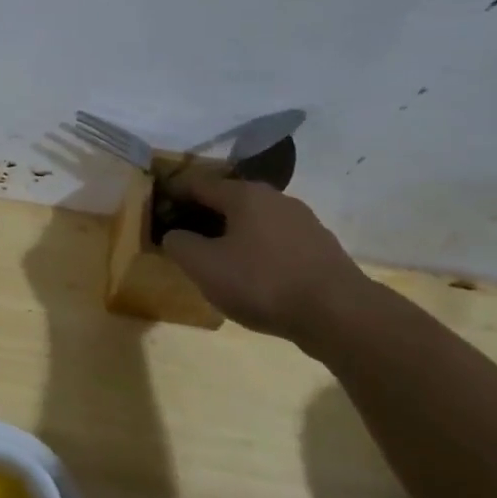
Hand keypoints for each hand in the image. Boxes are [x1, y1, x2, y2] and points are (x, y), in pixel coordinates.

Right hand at [159, 173, 371, 342]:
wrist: (339, 313)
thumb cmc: (262, 282)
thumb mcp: (204, 266)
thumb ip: (179, 245)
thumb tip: (174, 234)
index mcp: (244, 195)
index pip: (198, 183)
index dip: (173, 194)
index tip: (157, 209)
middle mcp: (275, 198)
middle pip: (228, 200)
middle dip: (203, 216)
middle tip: (183, 237)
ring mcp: (302, 221)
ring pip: (254, 221)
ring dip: (231, 234)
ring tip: (216, 260)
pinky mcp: (319, 247)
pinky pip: (275, 241)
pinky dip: (256, 250)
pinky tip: (251, 276)